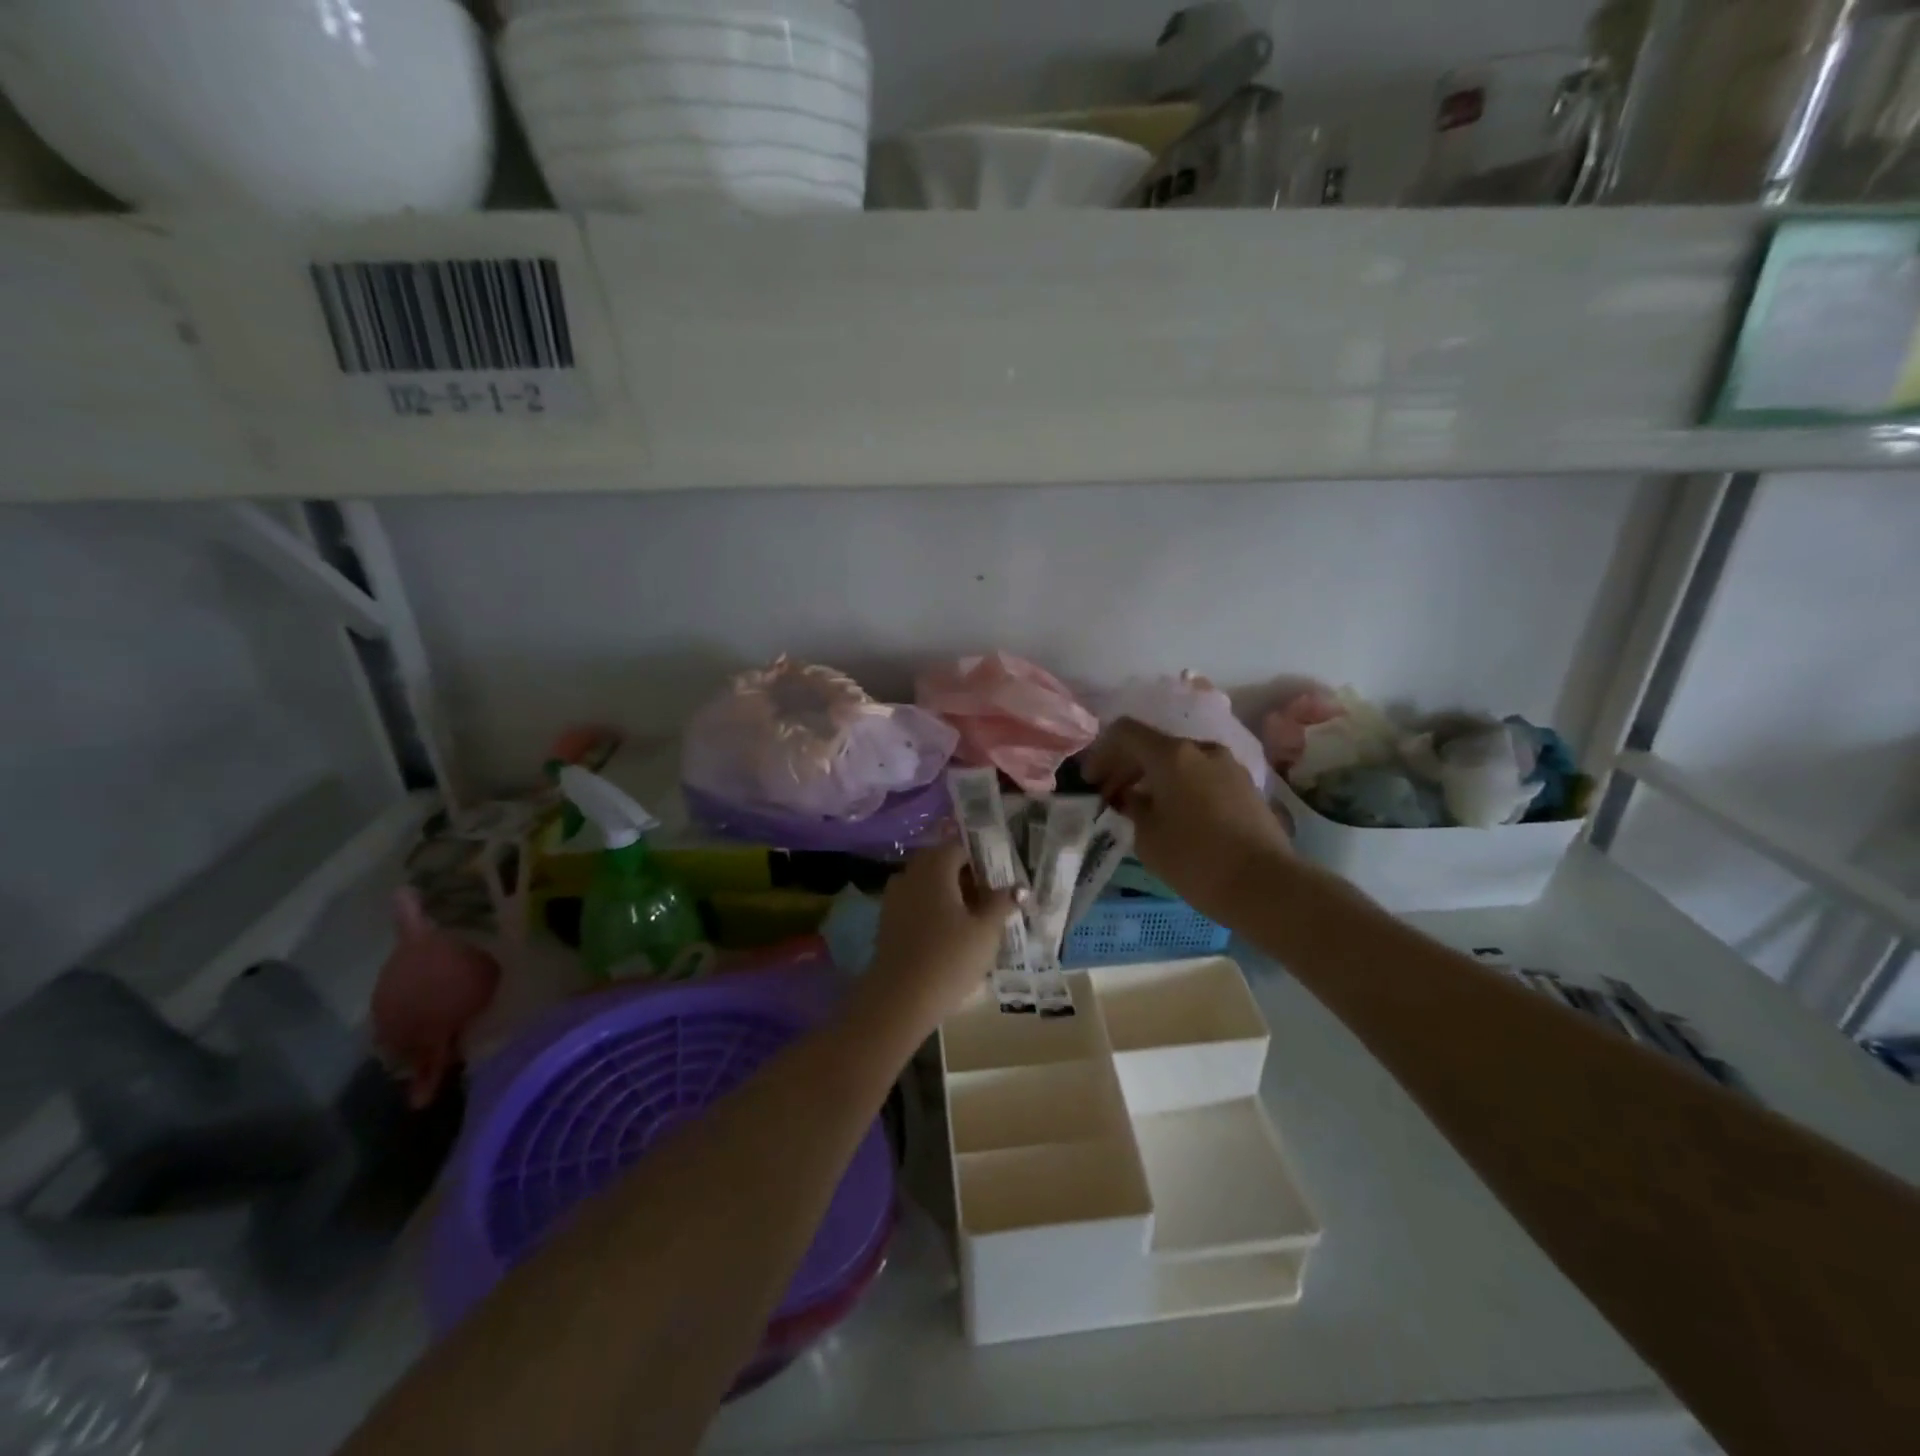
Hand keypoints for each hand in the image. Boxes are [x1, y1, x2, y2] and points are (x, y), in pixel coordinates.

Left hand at [865, 841, 1015, 1035]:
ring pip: (927, 885)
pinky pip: (915, 904)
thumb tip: (1018, 887)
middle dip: (966, 878)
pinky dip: (933, 911)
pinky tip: (949, 936)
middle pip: (941, 864)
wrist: (898, 999)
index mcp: (934, 867)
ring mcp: (894, 898)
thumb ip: (1002, 903)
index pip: (959, 847)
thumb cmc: (949, 958)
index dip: (982, 861)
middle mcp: (910, 874)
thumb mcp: (986, 931)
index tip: (999, 882)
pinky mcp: (887, 922)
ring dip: (949, 895)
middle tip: (989, 901)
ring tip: (973, 921)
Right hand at [1083, 717, 1291, 924]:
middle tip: (1109, 797)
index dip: (1101, 752)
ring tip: (1141, 809)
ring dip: (1154, 778)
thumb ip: (1133, 807)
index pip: (1125, 731)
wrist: (1266, 885)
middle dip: (1126, 767)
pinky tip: (1174, 816)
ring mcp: (1228, 766)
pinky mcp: (1245, 786)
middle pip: (1153, 745)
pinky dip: (1179, 786)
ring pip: (1179, 761)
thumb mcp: (1148, 837)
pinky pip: (1201, 775)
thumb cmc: (1196, 860)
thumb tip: (1132, 797)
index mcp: (1172, 755)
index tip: (1091, 781)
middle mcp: (1201, 749)